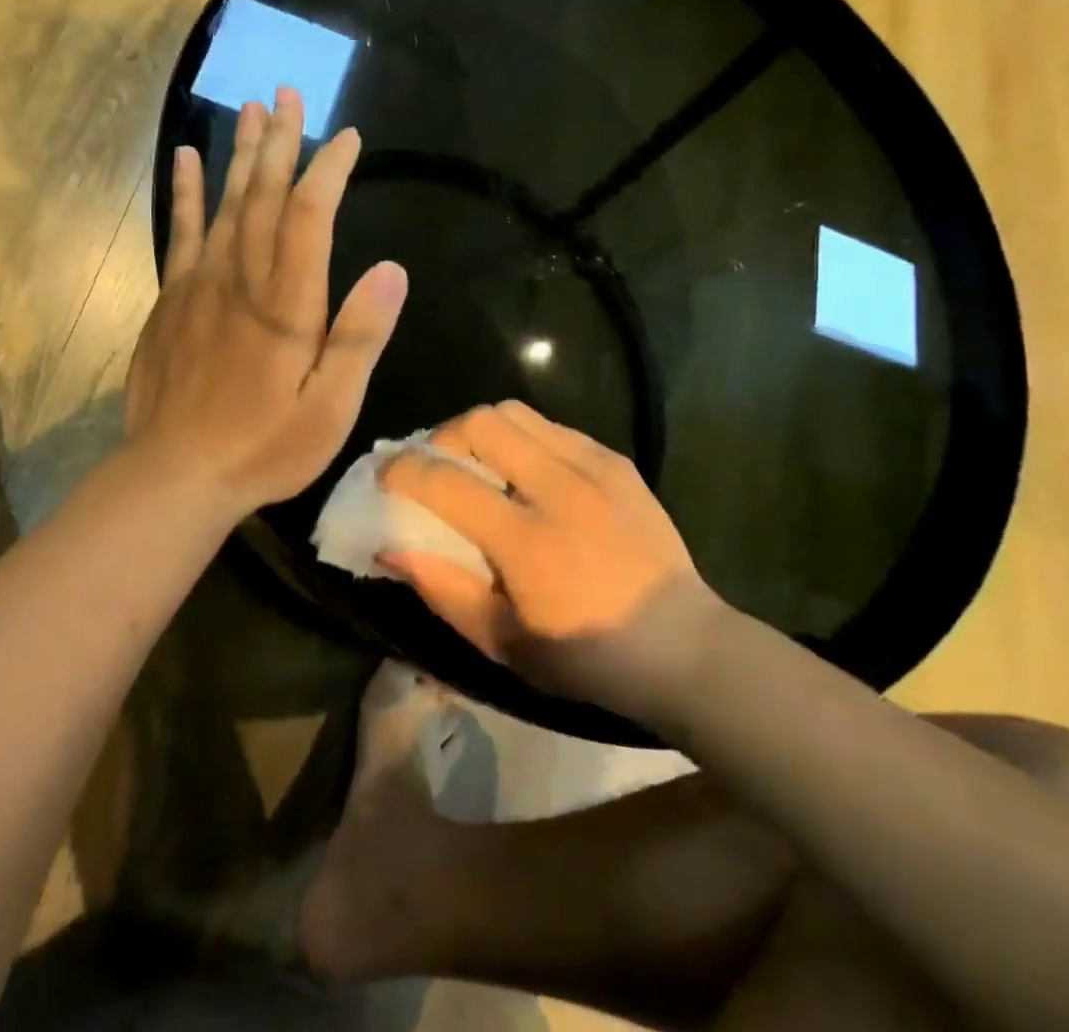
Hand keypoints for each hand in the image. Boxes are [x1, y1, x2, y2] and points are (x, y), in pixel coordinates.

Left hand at [123, 87, 407, 521]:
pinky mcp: (172, 300)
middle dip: (280, 143)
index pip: (310, 216)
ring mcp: (200, 285)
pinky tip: (188, 159)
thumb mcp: (331, 406)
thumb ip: (360, 337)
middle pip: (263, 196)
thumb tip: (392, 271)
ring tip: (251, 109)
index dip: (329, 170)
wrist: (178, 474)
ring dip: (240, 154)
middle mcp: (242, 279)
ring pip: (224, 204)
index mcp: (287, 303)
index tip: (347, 138)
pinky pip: (180, 232)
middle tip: (288, 94)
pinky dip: (185, 192)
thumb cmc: (266, 446)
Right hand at [380, 401, 729, 725]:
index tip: (385, 474)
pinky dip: (525, 439)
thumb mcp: (501, 641)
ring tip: (482, 464)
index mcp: (526, 541)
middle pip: (482, 422)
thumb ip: (441, 588)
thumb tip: (388, 548)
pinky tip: (529, 473)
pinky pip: (554, 426)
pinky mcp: (617, 462)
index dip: (402, 470)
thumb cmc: (585, 656)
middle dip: (445, 435)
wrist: (682, 645)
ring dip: (484, 430)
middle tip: (439, 465)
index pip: (445, 481)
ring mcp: (594, 468)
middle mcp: (559, 489)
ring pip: (517, 412)